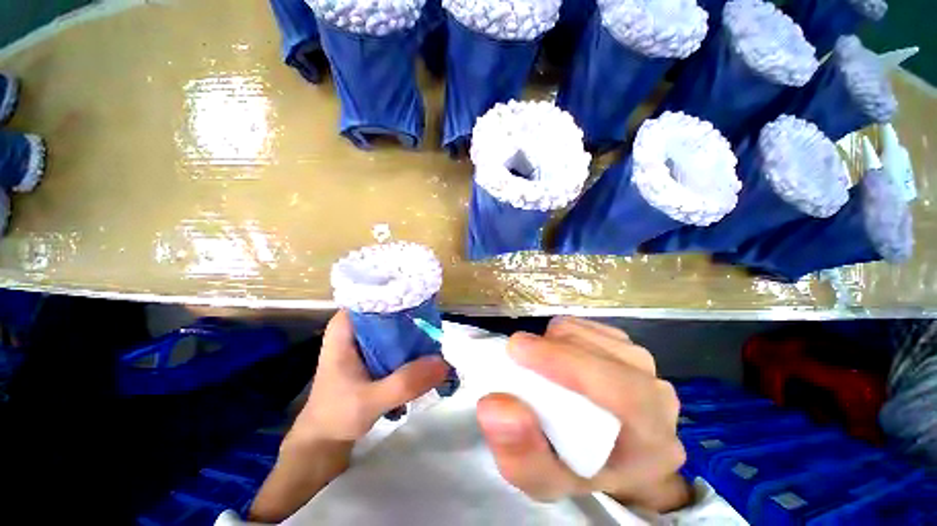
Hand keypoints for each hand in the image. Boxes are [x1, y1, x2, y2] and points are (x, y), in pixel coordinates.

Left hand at [288, 309, 449, 443]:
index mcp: (346, 326)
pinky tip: (427, 351)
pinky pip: (399, 340)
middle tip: (437, 323)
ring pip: (397, 324)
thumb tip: (444, 363)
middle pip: (391, 308)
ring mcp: (367, 339)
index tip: (425, 297)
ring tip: (437, 336)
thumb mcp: (370, 400)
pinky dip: (413, 345)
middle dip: (414, 315)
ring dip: (416, 331)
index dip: (401, 292)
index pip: (376, 294)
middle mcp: (357, 326)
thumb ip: (405, 383)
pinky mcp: (376, 352)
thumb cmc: (336, 415)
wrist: (325, 439)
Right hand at [476, 317, 690, 512]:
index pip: (620, 391)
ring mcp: (643, 364)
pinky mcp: (626, 345)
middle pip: (599, 351)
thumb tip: (493, 405)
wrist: (617, 457)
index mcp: (650, 439)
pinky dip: (562, 335)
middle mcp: (657, 393)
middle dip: (550, 349)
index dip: (564, 362)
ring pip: (590, 333)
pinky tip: (557, 356)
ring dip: (554, 342)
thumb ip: (520, 454)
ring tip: (540, 364)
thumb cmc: (582, 471)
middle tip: (517, 359)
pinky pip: (587, 326)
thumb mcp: (545, 482)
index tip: (515, 349)